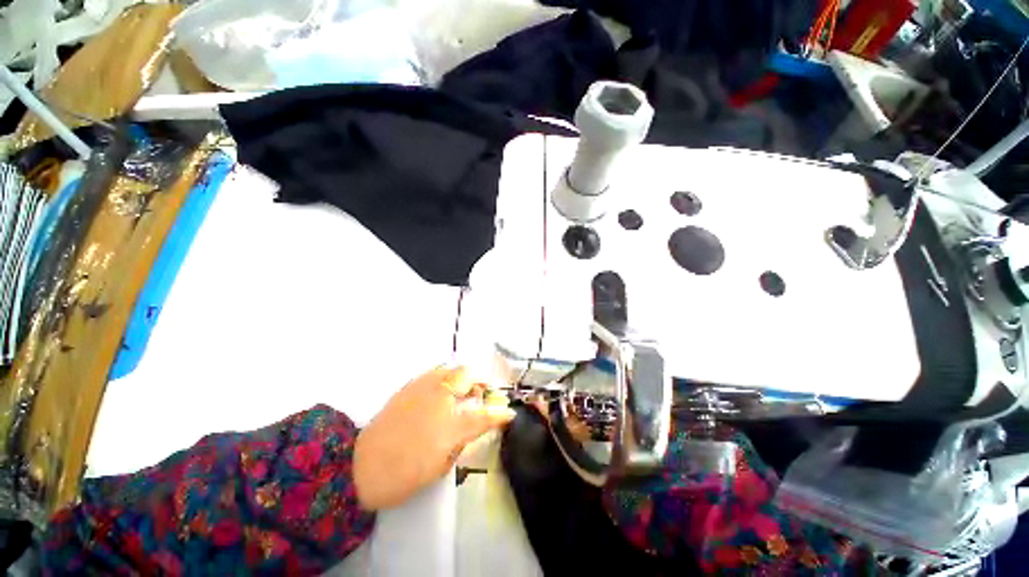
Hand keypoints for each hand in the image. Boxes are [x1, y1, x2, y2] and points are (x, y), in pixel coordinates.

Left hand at [354, 366, 514, 509]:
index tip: (508, 413)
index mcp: (450, 424)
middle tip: (479, 395)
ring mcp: (422, 387)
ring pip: (450, 368)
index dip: (499, 414)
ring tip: (460, 392)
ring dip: (461, 377)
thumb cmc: (405, 473)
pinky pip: (433, 373)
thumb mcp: (441, 464)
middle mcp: (439, 398)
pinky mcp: (408, 386)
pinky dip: (443, 378)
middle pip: (467, 375)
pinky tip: (439, 393)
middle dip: (478, 382)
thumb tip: (474, 426)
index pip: (484, 415)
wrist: (359, 468)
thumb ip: (463, 440)